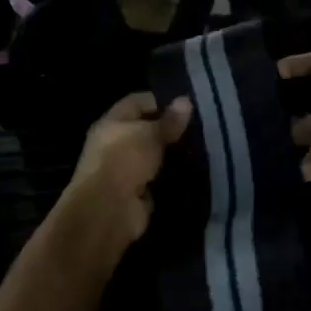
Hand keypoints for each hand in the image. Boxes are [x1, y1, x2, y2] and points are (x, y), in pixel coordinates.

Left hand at [63, 92, 192, 247]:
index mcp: (111, 123)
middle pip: (145, 130)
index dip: (160, 100)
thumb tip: (186, 100)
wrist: (107, 210)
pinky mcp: (136, 193)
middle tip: (201, 127)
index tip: (187, 104)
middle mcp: (115, 144)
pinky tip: (195, 172)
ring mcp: (125, 170)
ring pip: (153, 156)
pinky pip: (158, 180)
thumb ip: (168, 121)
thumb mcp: (149, 135)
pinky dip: (172, 178)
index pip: (136, 102)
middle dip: (169, 129)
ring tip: (203, 148)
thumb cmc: (124, 160)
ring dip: (172, 155)